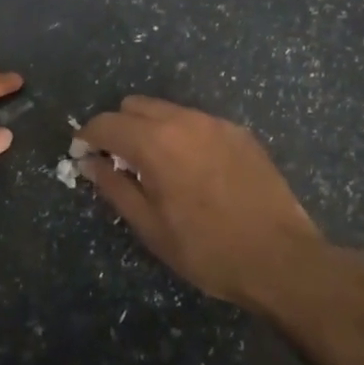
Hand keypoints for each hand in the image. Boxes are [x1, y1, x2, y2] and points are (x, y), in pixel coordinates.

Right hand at [77, 97, 327, 308]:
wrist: (281, 258)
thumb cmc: (207, 250)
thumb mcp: (151, 227)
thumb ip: (115, 188)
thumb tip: (90, 163)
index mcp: (155, 143)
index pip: (106, 122)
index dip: (88, 136)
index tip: (83, 154)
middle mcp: (183, 121)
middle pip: (135, 105)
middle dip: (119, 127)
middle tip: (119, 161)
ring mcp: (216, 123)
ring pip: (168, 110)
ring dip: (150, 128)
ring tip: (157, 165)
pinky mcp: (239, 133)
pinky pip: (197, 122)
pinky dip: (182, 134)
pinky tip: (192, 168)